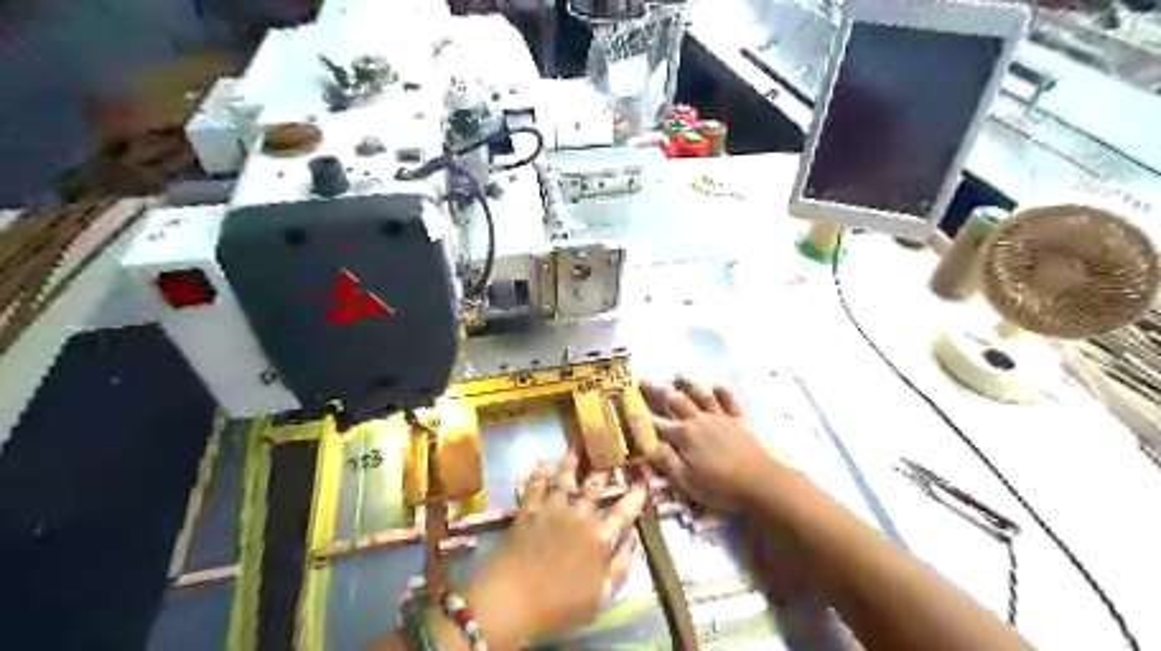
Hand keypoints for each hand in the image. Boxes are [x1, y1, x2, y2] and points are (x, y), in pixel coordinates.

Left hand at [466, 453, 643, 644]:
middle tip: (610, 454)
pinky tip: (540, 462)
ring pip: (564, 480)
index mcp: (599, 538)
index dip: (635, 496)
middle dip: (604, 471)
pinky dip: (538, 473)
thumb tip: (633, 540)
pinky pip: (534, 487)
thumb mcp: (601, 597)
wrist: (512, 601)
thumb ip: (621, 567)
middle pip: (594, 489)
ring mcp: (551, 511)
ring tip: (577, 448)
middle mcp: (578, 516)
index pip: (623, 512)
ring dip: (571, 464)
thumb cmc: (560, 607)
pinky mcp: (527, 512)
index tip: (644, 481)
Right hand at [644, 380, 779, 509]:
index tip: (626, 403)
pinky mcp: (739, 421)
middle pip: (675, 401)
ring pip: (701, 395)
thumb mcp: (686, 482)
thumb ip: (666, 461)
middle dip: (658, 391)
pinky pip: (729, 400)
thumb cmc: (721, 488)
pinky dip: (721, 390)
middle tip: (644, 379)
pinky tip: (715, 385)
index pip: (655, 423)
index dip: (639, 414)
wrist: (762, 483)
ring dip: (688, 384)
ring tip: (678, 375)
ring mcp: (720, 418)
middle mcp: (699, 421)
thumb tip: (648, 444)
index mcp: (683, 436)